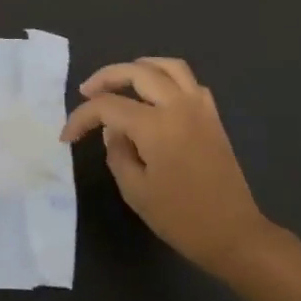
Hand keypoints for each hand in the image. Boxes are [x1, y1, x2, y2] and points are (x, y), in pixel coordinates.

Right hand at [61, 57, 274, 275]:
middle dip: (106, 77)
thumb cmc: (180, 218)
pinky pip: (190, 82)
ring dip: (140, 67)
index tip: (67, 136)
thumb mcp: (135, 191)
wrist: (233, 234)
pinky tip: (156, 95)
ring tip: (121, 80)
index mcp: (155, 126)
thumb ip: (117, 152)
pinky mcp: (213, 117)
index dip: (82, 117)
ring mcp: (200, 108)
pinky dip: (168, 79)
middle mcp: (178, 106)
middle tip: (86, 91)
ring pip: (169, 67)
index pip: (108, 106)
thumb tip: (113, 130)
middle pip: (137, 72)